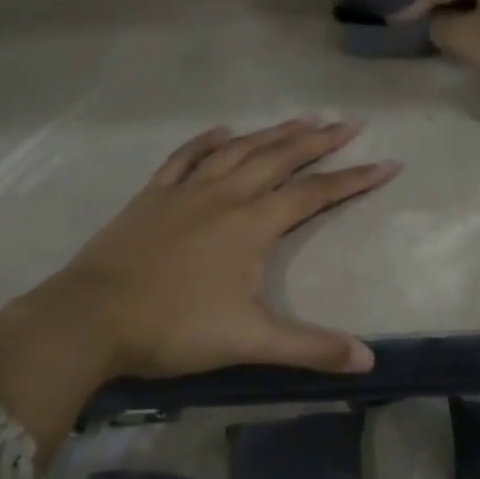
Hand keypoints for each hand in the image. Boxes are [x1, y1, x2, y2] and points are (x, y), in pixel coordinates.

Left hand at [57, 118, 397, 376]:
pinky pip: (186, 157)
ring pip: (239, 150)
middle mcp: (225, 195)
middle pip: (280, 158)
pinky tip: (222, 132)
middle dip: (319, 140)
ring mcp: (186, 191)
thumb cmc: (174, 328)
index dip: (354, 179)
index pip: (315, 194)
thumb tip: (369, 360)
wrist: (92, 317)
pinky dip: (207, 142)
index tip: (387, 163)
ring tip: (302, 118)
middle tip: (350, 123)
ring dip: (273, 133)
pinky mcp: (153, 195)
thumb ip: (310, 348)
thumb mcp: (249, 342)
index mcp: (252, 224)